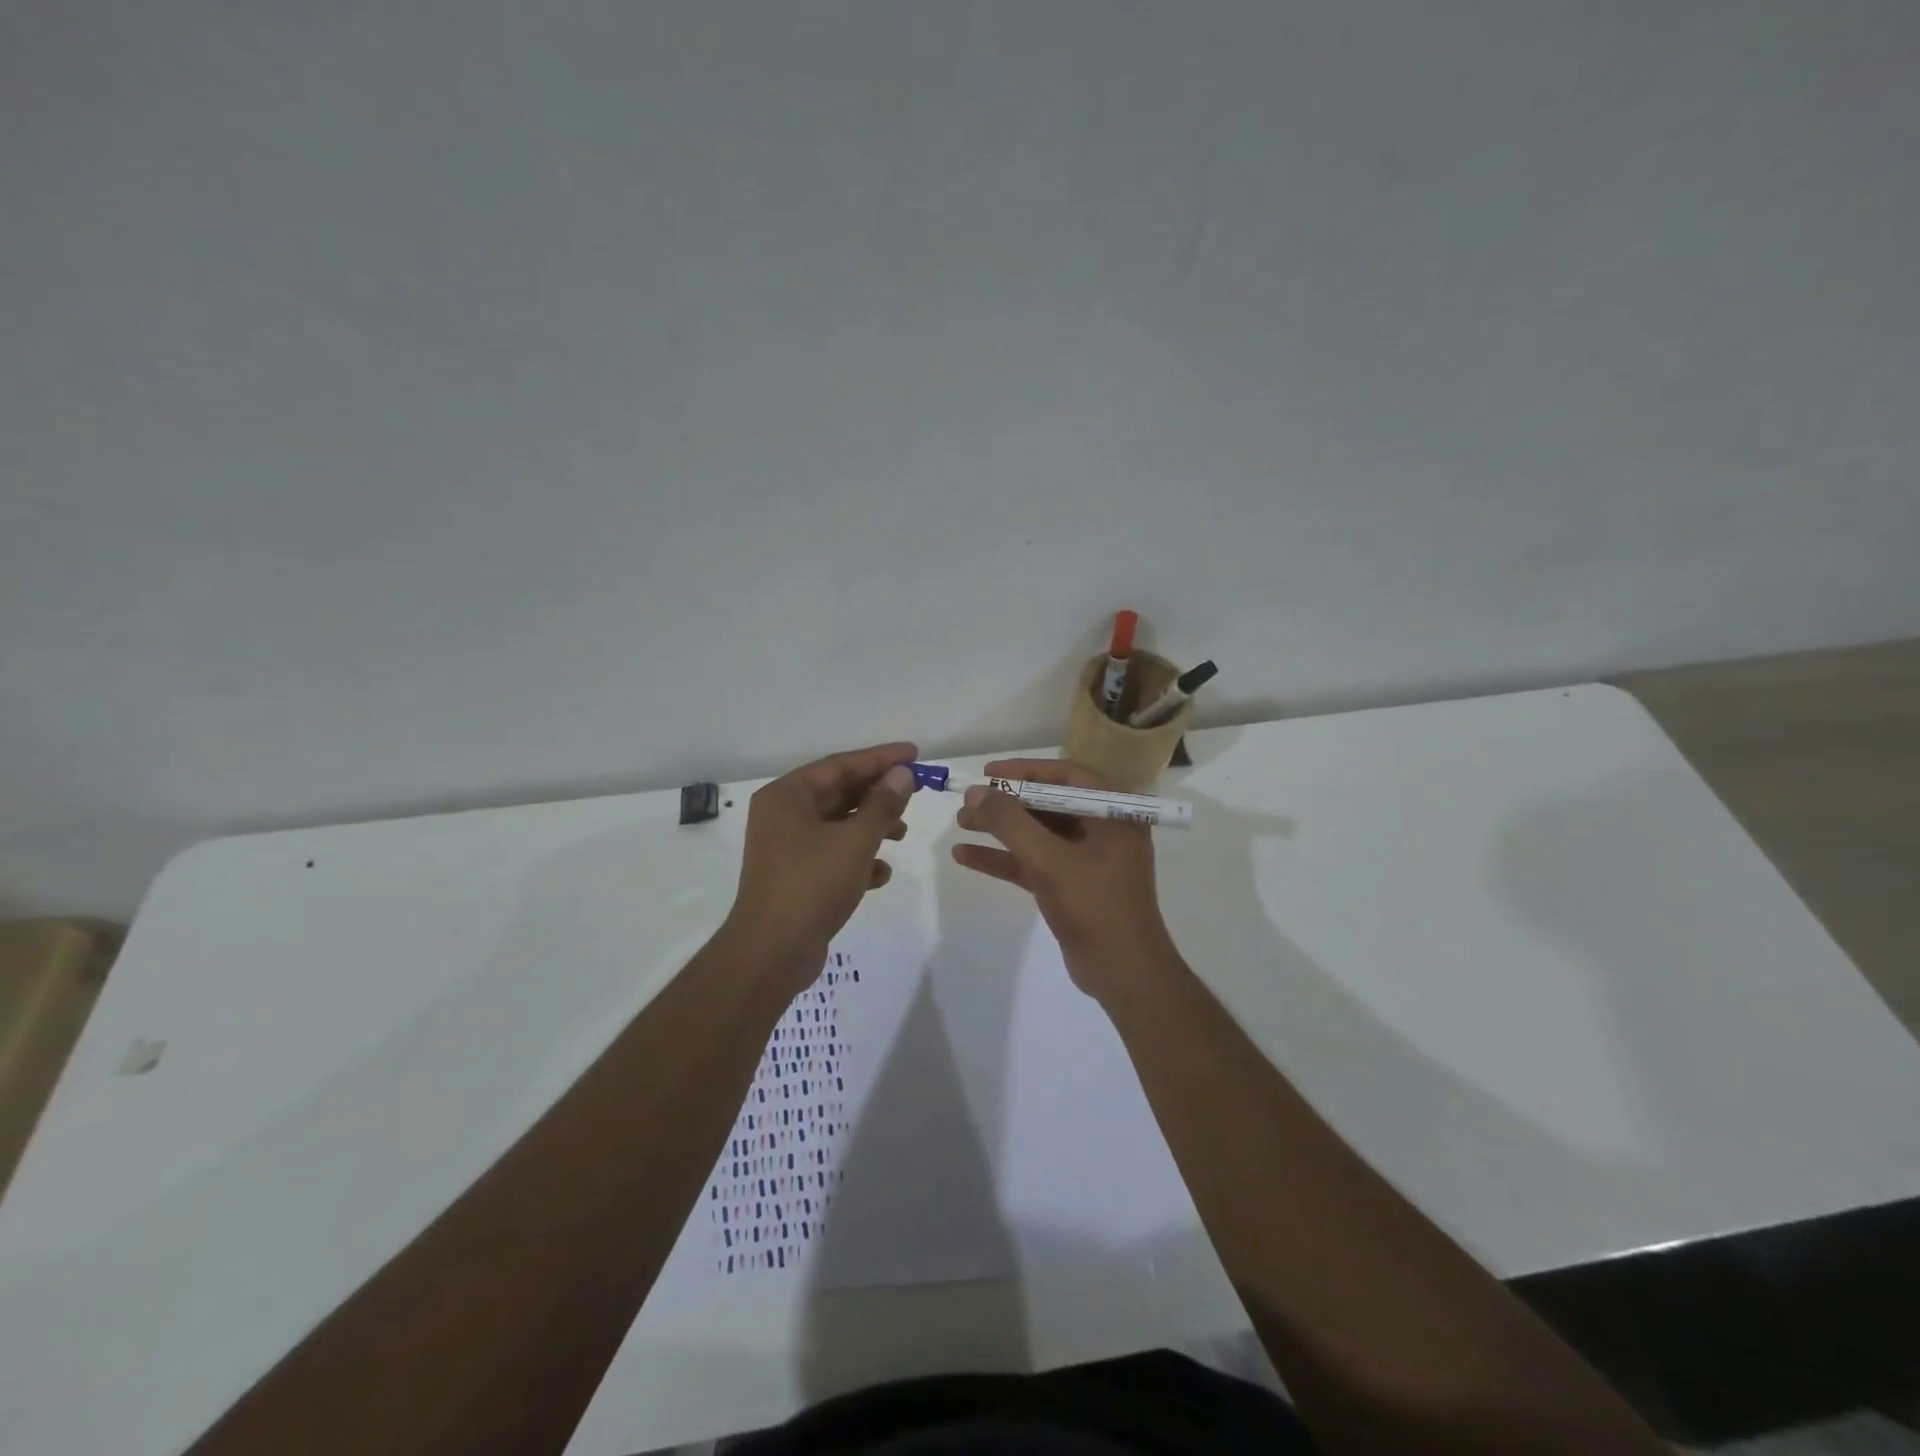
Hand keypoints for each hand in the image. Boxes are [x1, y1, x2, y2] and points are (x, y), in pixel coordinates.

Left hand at [723, 741, 918, 987]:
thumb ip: (882, 804)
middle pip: (839, 793)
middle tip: (916, 791)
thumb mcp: (856, 840)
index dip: (880, 758)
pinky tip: (881, 874)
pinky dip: (858, 858)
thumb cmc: (812, 884)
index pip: (840, 765)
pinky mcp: (796, 877)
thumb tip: (902, 774)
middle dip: (878, 794)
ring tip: (903, 833)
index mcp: (787, 796)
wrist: (772, 952)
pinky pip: (832, 855)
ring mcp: (787, 848)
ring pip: (838, 825)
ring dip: (872, 826)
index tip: (914, 753)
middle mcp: (783, 815)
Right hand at [952, 757, 1177, 999]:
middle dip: (1006, 804)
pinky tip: (966, 856)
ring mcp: (1088, 858)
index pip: (1065, 776)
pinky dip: (1005, 858)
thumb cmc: (1094, 905)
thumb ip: (1010, 822)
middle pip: (1048, 804)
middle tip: (968, 803)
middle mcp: (1103, 828)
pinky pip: (1035, 862)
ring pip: (1038, 834)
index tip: (987, 774)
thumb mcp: (1048, 859)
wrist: (1124, 973)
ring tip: (961, 824)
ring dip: (1000, 829)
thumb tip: (975, 792)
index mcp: (1112, 812)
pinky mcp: (1073, 885)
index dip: (1024, 770)